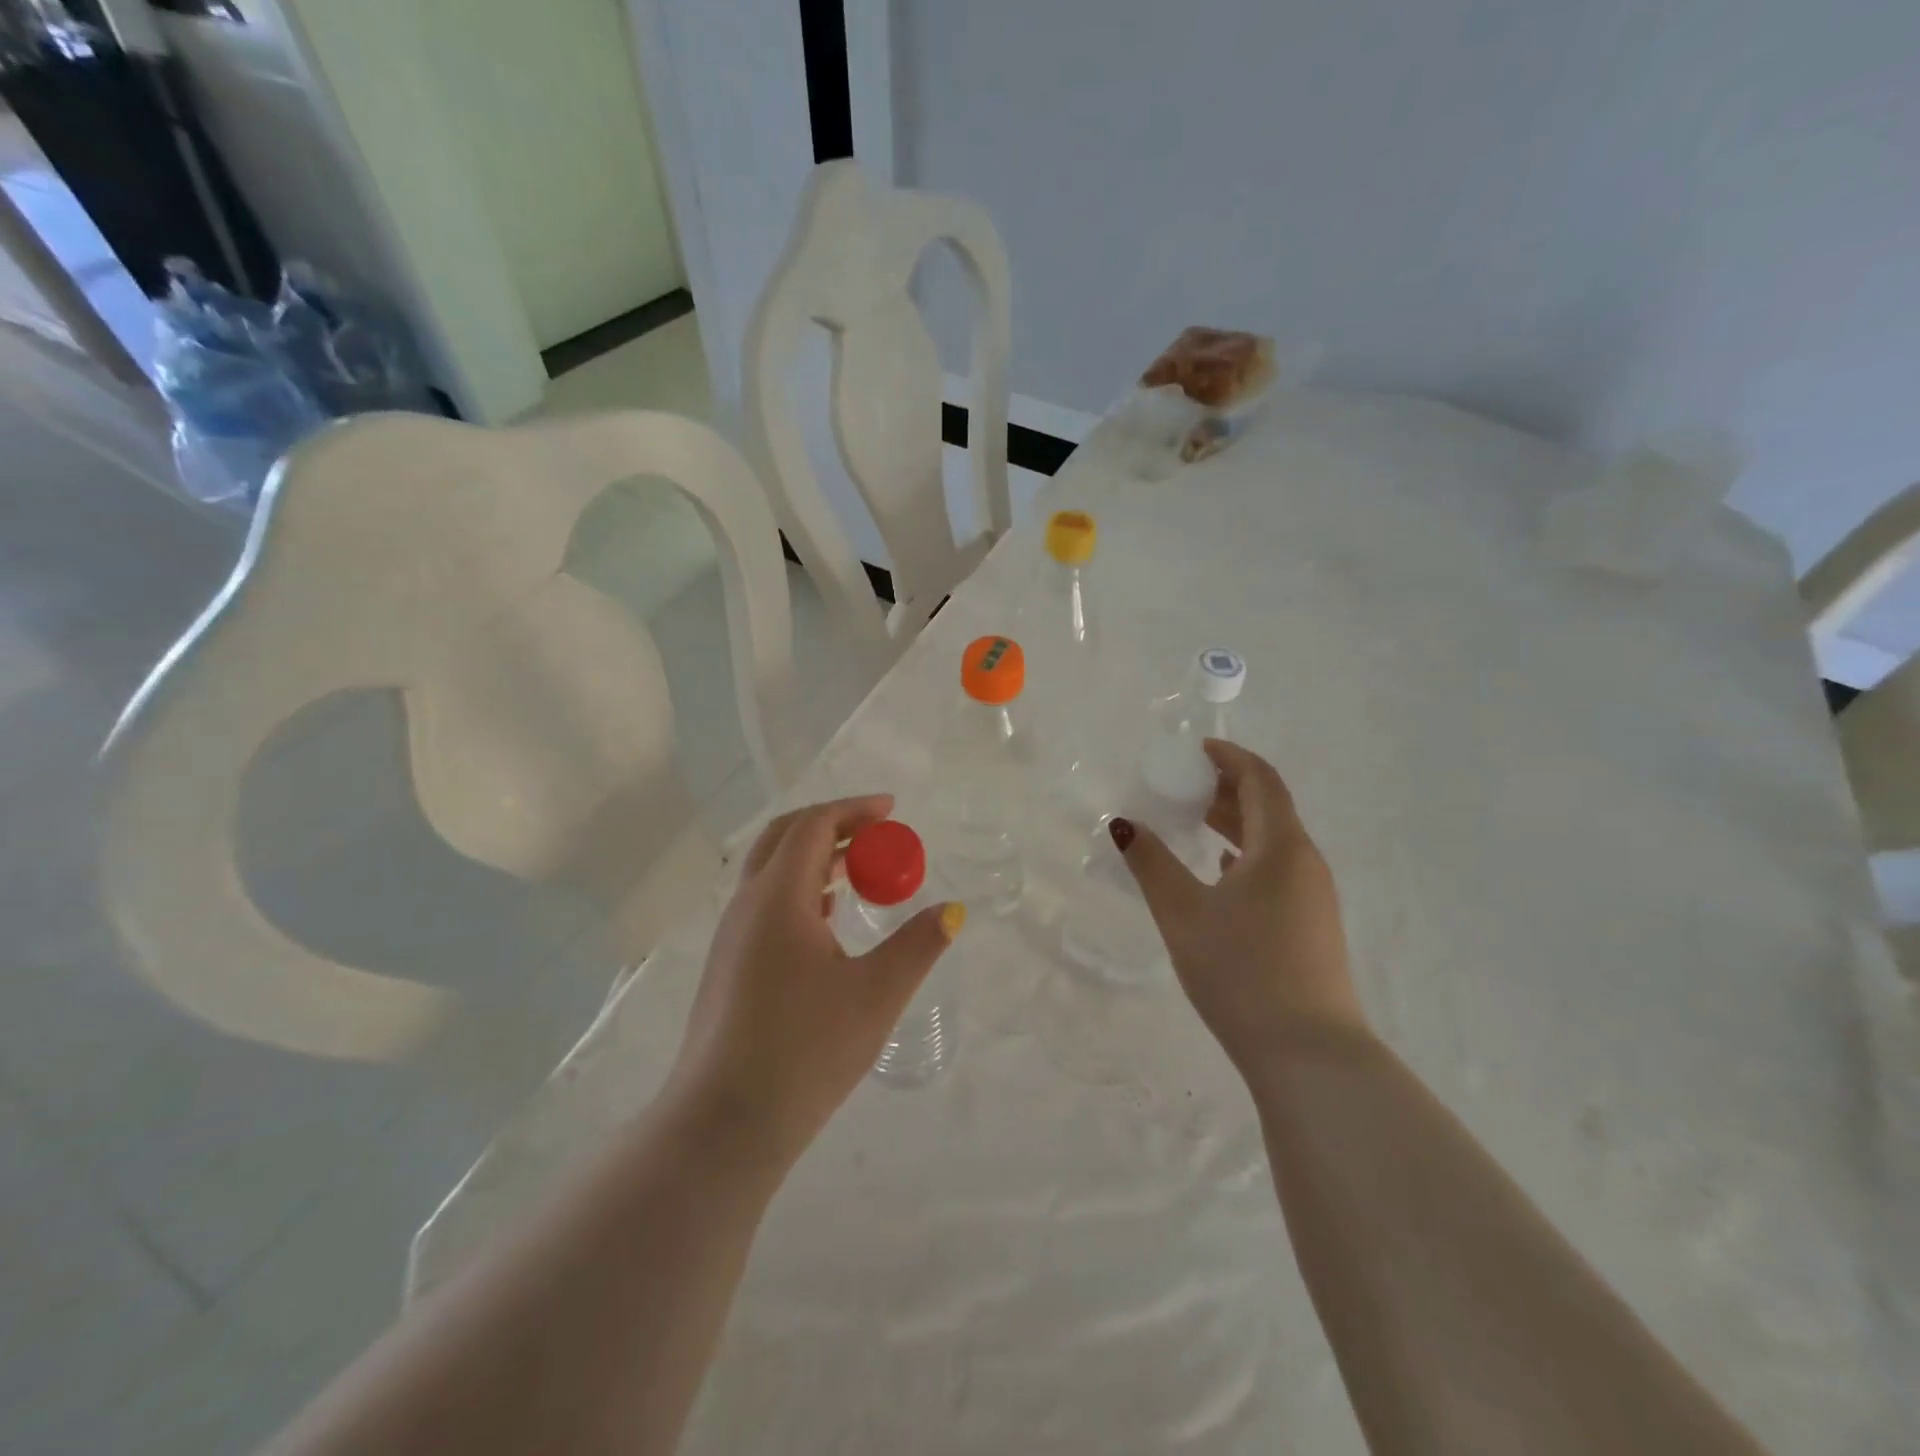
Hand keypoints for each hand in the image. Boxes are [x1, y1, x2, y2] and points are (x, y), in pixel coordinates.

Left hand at [666, 795, 963, 1166]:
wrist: (723, 1124)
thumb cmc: (805, 1050)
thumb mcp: (876, 994)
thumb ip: (918, 945)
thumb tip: (952, 911)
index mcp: (778, 897)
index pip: (813, 825)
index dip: (854, 809)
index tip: (892, 810)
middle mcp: (747, 905)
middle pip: (785, 837)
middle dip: (833, 824)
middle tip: (877, 833)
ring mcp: (731, 937)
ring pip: (772, 872)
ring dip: (815, 857)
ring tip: (859, 870)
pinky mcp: (728, 966)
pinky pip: (766, 904)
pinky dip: (801, 890)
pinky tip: (827, 918)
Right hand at [1111, 742, 1366, 1074]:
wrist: (1308, 1054)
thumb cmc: (1241, 971)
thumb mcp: (1183, 913)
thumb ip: (1151, 863)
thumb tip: (1124, 824)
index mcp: (1281, 848)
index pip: (1260, 780)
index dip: (1229, 757)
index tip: (1196, 749)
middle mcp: (1305, 863)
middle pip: (1270, 807)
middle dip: (1228, 788)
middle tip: (1184, 784)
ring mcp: (1314, 896)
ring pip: (1274, 841)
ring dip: (1237, 823)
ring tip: (1195, 822)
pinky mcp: (1312, 925)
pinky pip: (1278, 870)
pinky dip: (1247, 856)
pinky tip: (1222, 872)